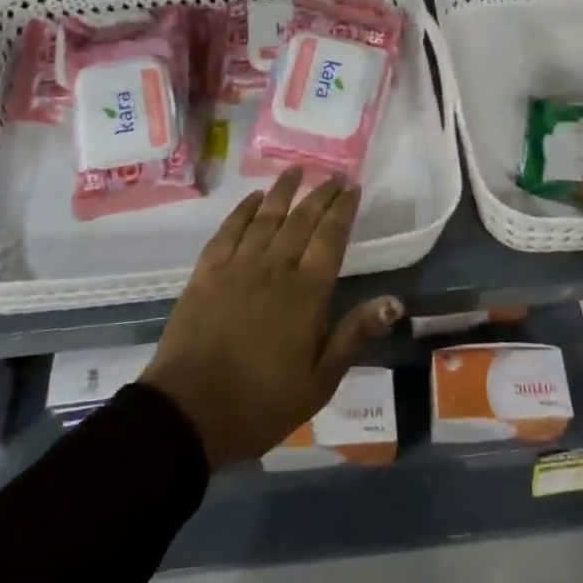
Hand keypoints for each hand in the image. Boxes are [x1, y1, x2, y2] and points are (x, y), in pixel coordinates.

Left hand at [142, 169, 402, 469]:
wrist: (188, 413)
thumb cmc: (261, 402)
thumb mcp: (319, 381)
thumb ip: (354, 335)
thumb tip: (394, 301)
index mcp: (306, 293)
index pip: (331, 238)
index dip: (343, 210)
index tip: (353, 188)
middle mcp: (274, 268)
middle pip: (302, 220)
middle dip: (320, 194)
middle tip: (334, 175)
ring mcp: (237, 266)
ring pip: (266, 217)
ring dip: (283, 191)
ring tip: (296, 170)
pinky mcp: (207, 272)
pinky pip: (229, 230)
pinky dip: (243, 210)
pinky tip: (254, 199)